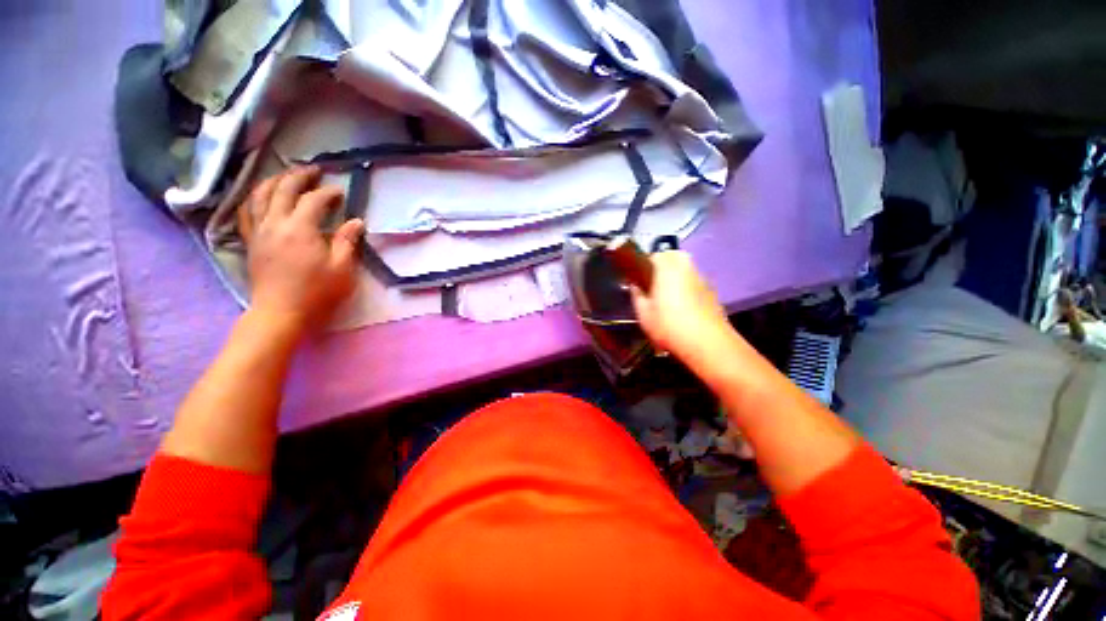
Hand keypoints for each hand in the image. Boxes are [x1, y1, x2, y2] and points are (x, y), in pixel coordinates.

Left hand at [238, 166, 363, 333]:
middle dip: (299, 176)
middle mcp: (275, 224)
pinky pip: (246, 212)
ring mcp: (259, 231)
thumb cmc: (317, 292)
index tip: (341, 192)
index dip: (328, 193)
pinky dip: (253, 199)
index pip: (313, 200)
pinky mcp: (251, 242)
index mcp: (300, 229)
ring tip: (285, 175)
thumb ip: (347, 241)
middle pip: (282, 189)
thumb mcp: (342, 268)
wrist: (281, 312)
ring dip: (273, 181)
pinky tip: (260, 197)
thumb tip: (356, 222)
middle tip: (314, 170)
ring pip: (259, 196)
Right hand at [631, 251, 734, 363]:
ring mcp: (702, 279)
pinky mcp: (712, 292)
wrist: (707, 343)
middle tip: (653, 285)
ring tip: (668, 298)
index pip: (654, 255)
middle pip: (673, 257)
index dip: (644, 266)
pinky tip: (683, 308)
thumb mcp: (643, 313)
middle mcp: (686, 267)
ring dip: (676, 277)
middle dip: (663, 266)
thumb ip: (637, 296)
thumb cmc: (669, 325)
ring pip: (686, 269)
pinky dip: (688, 288)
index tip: (640, 280)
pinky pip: (694, 283)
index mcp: (667, 268)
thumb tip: (635, 286)